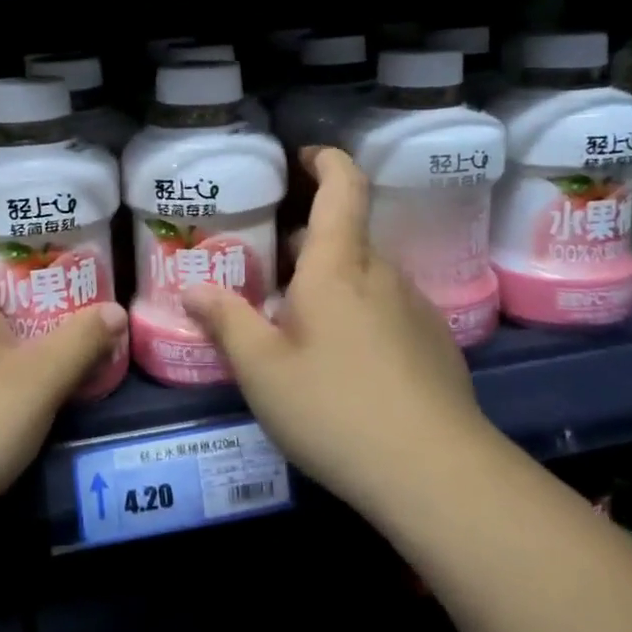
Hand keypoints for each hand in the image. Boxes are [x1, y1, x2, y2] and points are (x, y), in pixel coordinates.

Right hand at [182, 148, 489, 521]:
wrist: (438, 475)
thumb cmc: (336, 409)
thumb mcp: (262, 370)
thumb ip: (225, 322)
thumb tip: (193, 288)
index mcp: (339, 266)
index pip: (342, 186)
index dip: (325, 160)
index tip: (302, 156)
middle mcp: (382, 274)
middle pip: (345, 236)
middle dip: (306, 240)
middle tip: (267, 267)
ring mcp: (415, 308)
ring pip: (365, 276)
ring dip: (331, 281)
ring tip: (296, 322)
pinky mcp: (435, 344)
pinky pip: (387, 308)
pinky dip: (358, 313)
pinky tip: (341, 363)